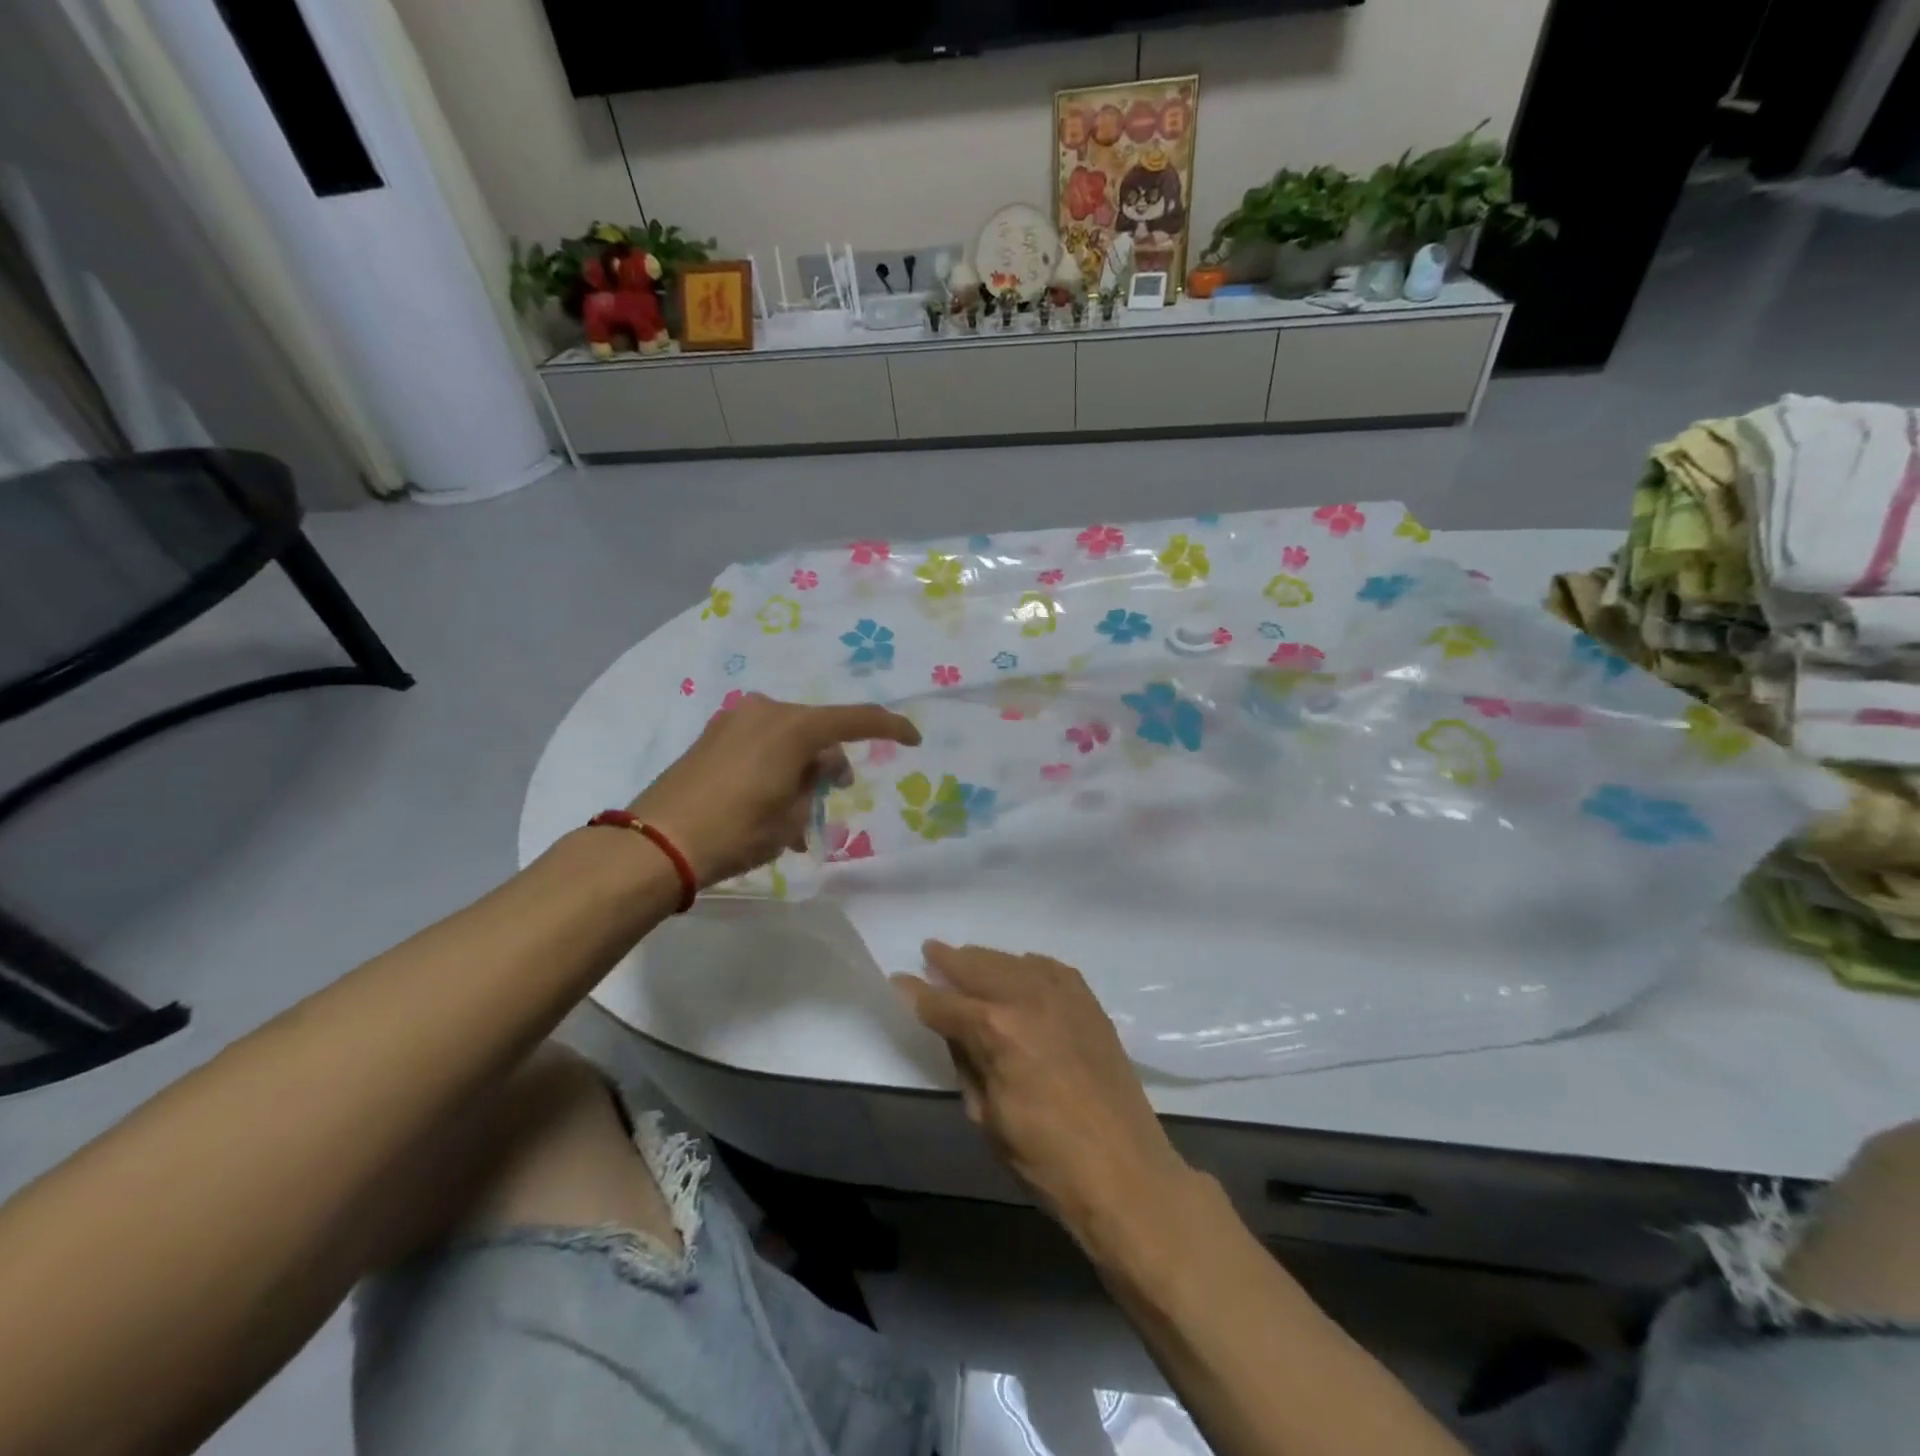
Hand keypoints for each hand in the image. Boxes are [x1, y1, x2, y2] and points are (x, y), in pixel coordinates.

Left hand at [629, 692, 918, 886]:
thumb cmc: (736, 831)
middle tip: (836, 794)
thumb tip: (819, 765)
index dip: (889, 727)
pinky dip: (777, 764)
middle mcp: (766, 711)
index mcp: (793, 726)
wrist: (657, 843)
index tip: (913, 738)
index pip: (855, 719)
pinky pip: (761, 742)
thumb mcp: (791, 815)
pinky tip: (772, 802)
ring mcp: (734, 720)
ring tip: (799, 813)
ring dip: (802, 767)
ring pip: (788, 736)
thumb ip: (815, 781)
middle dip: (833, 758)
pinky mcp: (713, 735)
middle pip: (818, 728)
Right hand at [895, 943, 1191, 1241]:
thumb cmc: (1045, 1159)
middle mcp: (1028, 998)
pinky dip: (1027, 966)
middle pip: (979, 967)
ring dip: (986, 958)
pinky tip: (1019, 970)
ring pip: (1013, 961)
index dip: (917, 992)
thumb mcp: (986, 1117)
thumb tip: (951, 1028)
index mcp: (996, 1030)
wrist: (1125, 1172)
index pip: (944, 1003)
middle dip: (949, 960)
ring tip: (967, 957)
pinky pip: (1050, 969)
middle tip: (929, 951)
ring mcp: (1063, 996)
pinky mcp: (1089, 1003)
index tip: (898, 979)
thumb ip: (965, 1061)